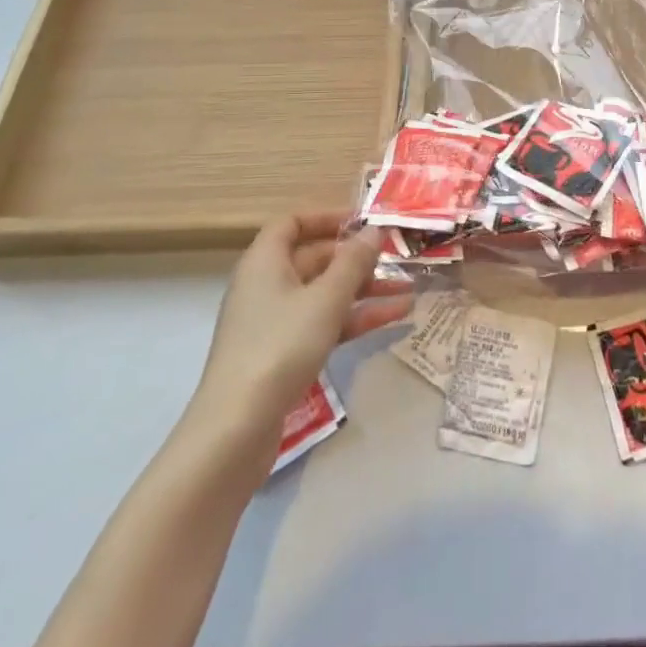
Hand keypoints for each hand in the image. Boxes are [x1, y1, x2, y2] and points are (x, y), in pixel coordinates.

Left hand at [192, 213, 412, 434]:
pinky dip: (356, 319)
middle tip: (397, 258)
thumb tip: (374, 230)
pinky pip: (325, 323)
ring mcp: (274, 322)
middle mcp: (267, 285)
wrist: (237, 428)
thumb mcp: (326, 298)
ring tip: (409, 291)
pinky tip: (395, 319)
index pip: (292, 223)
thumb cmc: (280, 346)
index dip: (327, 218)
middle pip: (315, 259)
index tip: (364, 222)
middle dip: (358, 259)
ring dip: (365, 291)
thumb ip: (354, 262)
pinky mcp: (283, 354)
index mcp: (265, 262)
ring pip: (325, 294)